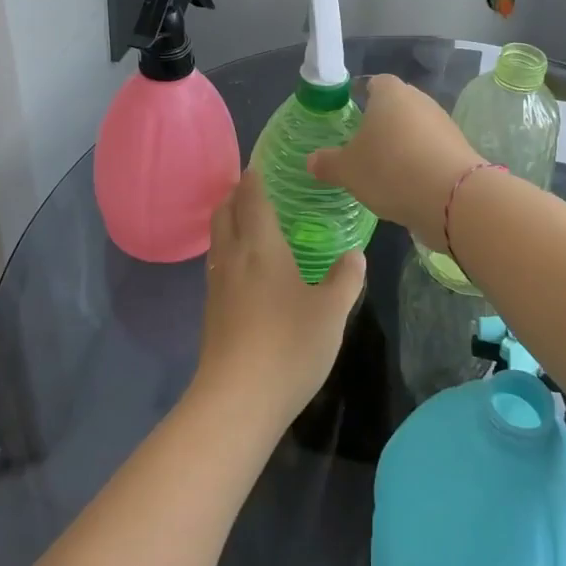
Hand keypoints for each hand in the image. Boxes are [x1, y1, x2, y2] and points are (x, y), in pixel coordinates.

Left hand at [194, 168, 365, 426]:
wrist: (237, 400)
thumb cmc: (289, 345)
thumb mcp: (332, 311)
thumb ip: (345, 279)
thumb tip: (354, 255)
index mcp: (261, 246)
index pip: (251, 199)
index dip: (253, 179)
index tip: (258, 166)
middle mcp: (233, 258)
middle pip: (223, 213)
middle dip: (235, 196)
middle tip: (254, 189)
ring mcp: (217, 286)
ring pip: (217, 240)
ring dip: (228, 223)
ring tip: (250, 224)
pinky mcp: (211, 312)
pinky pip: (217, 266)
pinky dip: (228, 252)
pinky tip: (247, 271)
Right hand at [307, 75, 480, 252]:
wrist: (453, 198)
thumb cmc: (391, 170)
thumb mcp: (348, 171)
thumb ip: (328, 163)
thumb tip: (312, 160)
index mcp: (390, 93)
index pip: (373, 83)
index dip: (359, 97)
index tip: (349, 118)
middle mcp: (419, 100)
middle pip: (395, 106)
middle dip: (380, 124)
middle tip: (362, 148)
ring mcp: (443, 123)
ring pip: (414, 128)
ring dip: (402, 145)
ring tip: (384, 171)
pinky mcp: (459, 148)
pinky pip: (430, 150)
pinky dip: (419, 162)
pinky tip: (408, 185)